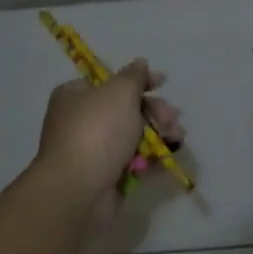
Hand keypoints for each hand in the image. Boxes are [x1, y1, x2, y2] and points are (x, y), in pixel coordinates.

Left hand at [34, 59, 183, 215]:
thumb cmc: (97, 131)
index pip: (110, 81)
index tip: (163, 83)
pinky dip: (150, 158)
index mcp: (75, 95)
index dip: (138, 81)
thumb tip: (140, 63)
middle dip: (155, 112)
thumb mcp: (119, 92)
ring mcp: (92, 150)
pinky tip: (165, 159)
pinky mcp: (104, 176)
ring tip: (176, 139)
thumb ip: (134, 76)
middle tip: (173, 120)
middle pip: (126, 109)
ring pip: (132, 136)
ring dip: (158, 134)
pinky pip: (132, 161)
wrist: (79, 190)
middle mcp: (80, 120)